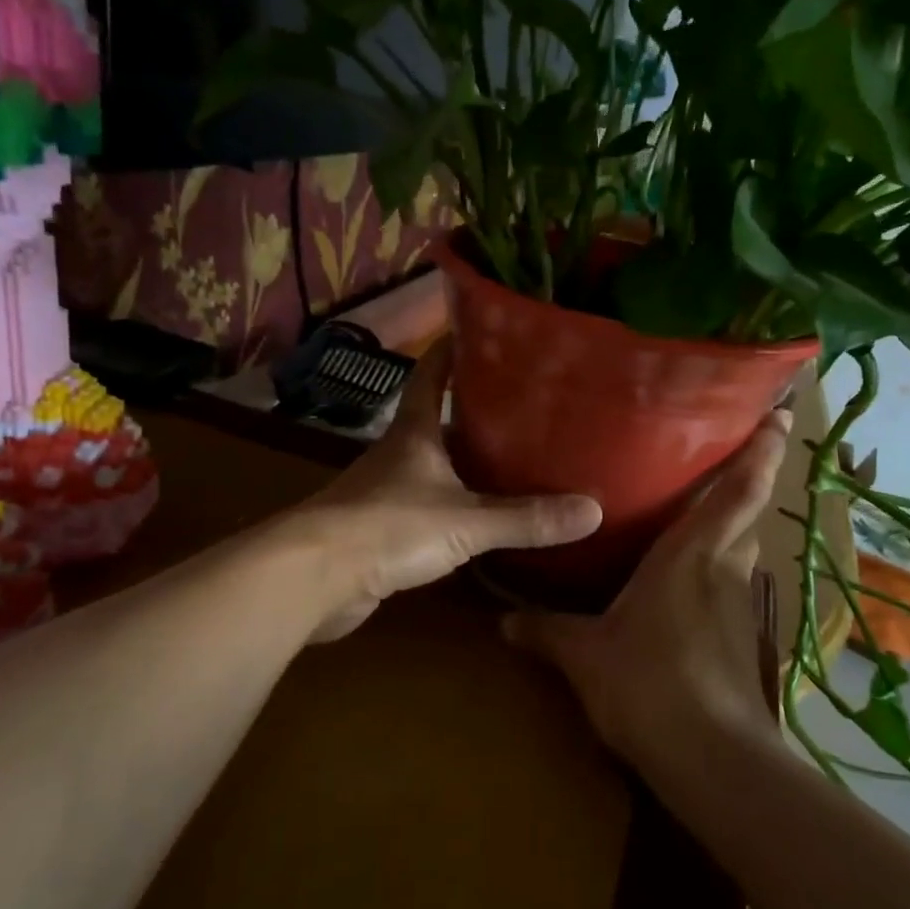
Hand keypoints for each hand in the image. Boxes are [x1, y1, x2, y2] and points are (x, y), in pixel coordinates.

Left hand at [297, 340, 602, 641]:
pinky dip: (454, 506)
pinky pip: (427, 507)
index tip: (484, 331)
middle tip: (528, 408)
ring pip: (434, 466)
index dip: (453, 349)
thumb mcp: (466, 521)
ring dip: (466, 462)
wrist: (315, 577)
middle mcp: (398, 453)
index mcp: (414, 432)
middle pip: (438, 420)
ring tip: (516, 461)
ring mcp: (386, 491)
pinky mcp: (380, 529)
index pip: (432, 374)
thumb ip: (526, 518)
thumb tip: (593, 512)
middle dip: (476, 413)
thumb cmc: (390, 527)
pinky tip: (480, 518)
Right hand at [502, 408, 791, 780]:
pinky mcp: (741, 638)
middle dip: (750, 478)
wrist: (713, 760)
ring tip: (700, 511)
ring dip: (733, 525)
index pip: (739, 489)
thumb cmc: (649, 684)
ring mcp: (739, 605)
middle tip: (725, 452)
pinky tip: (690, 583)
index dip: (763, 449)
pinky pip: (731, 585)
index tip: (782, 414)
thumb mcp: (585, 656)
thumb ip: (546, 632)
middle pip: (748, 511)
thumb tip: (503, 622)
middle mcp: (724, 568)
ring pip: (741, 548)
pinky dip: (718, 569)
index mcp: (691, 553)